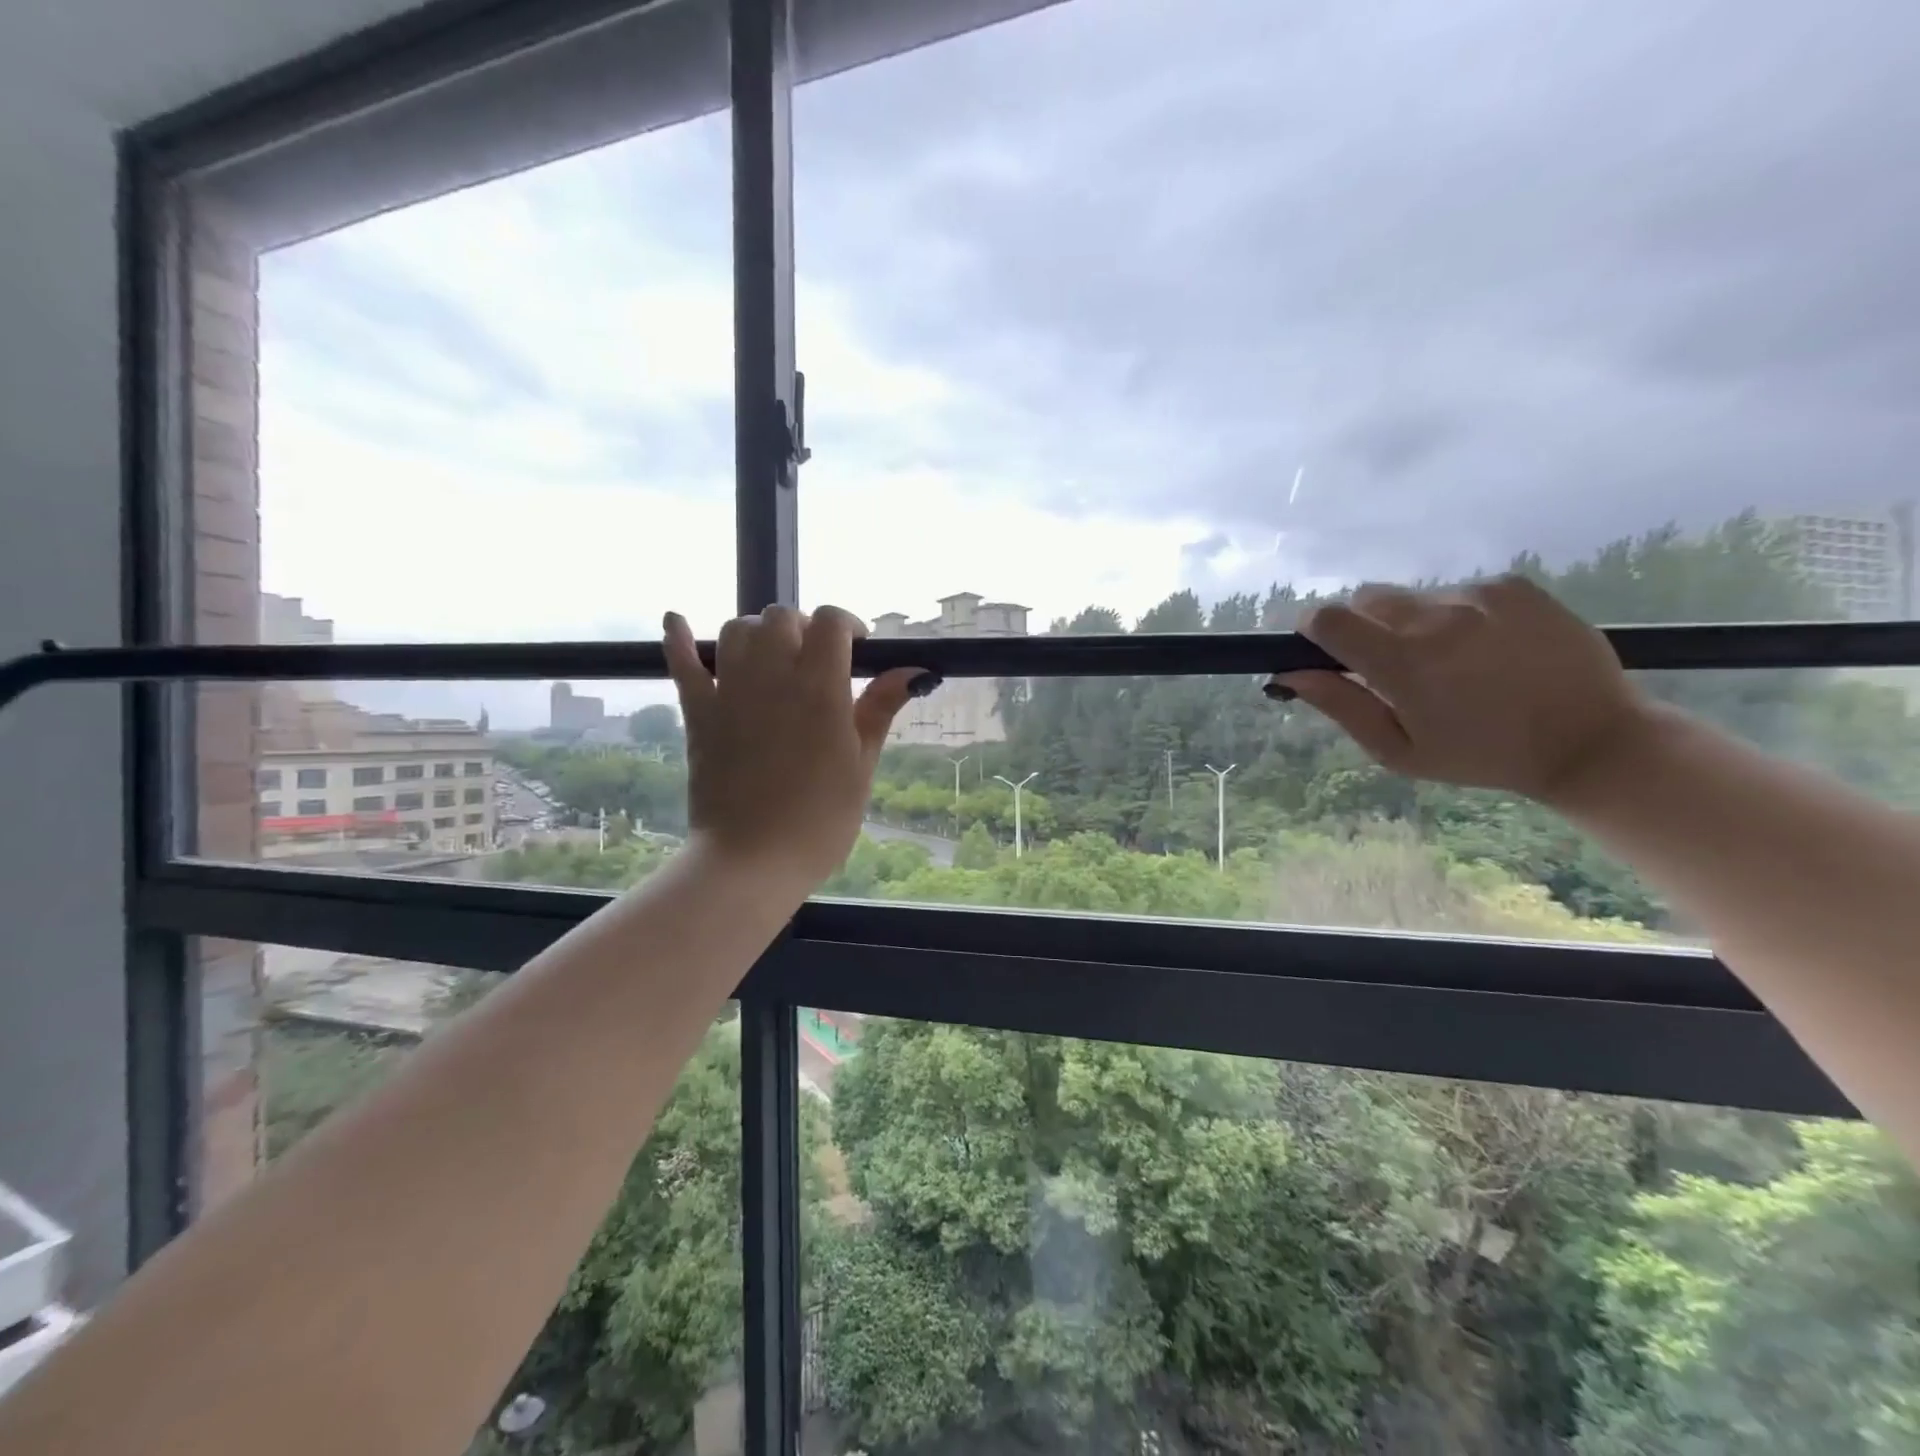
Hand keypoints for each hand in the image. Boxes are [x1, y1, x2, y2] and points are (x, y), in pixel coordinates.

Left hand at [663, 605, 924, 892]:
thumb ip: (880, 709)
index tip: (857, 647)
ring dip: (757, 632)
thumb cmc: (820, 819)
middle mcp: (772, 675)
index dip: (847, 624)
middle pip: (781, 617)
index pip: (831, 621)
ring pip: (736, 630)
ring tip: (771, 655)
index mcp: (820, 687)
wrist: (752, 860)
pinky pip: (682, 664)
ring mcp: (729, 691)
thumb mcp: (862, 765)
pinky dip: (679, 639)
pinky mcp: (699, 713)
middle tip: (816, 658)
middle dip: (803, 626)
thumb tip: (915, 670)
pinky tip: (676, 620)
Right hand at [1275, 576, 1653, 803]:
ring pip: (1413, 596)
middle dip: (1363, 626)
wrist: (1590, 740)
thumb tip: (1289, 673)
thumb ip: (1342, 706)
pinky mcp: (1513, 585)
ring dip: (1412, 622)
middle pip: (1365, 598)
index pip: (1327, 618)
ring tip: (1450, 660)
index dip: (1314, 630)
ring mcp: (1478, 596)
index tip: (1324, 650)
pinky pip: (1458, 591)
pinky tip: (1486, 647)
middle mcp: (1436, 618)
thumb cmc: (1481, 756)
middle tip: (1391, 664)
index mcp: (1402, 663)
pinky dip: (1456, 615)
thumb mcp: (1398, 750)